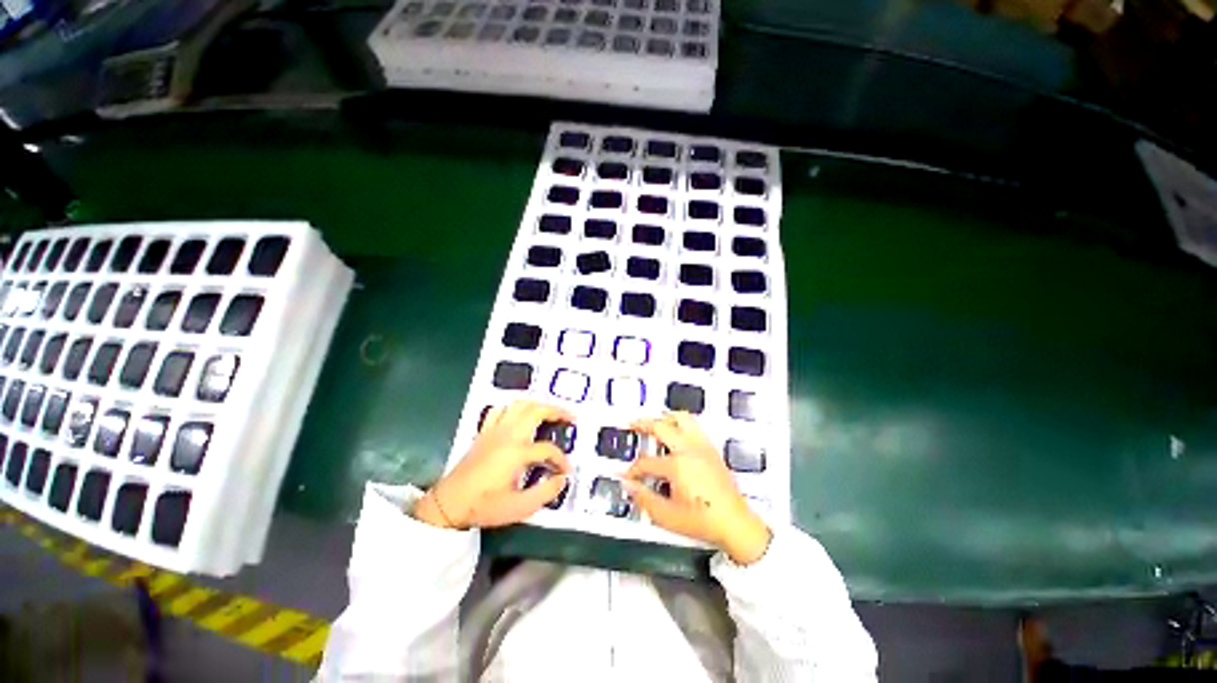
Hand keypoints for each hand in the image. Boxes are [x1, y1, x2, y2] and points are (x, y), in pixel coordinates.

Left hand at [415, 400, 572, 529]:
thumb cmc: (484, 506)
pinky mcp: (484, 431)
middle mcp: (507, 435)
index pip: (548, 449)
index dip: (561, 459)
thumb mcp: (519, 508)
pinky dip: (514, 408)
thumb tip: (561, 479)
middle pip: (536, 411)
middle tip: (570, 417)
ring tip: (549, 413)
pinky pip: (500, 410)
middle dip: (557, 411)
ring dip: (538, 405)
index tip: (565, 471)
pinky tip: (520, 416)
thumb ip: (545, 493)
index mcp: (517, 453)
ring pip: (520, 405)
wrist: (448, 504)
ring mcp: (494, 430)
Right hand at [624, 412, 771, 564]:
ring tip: (655, 421)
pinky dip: (681, 423)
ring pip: (681, 418)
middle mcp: (689, 450)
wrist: (735, 524)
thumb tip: (629, 485)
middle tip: (632, 424)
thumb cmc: (704, 520)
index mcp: (677, 466)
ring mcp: (702, 446)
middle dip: (642, 424)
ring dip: (664, 417)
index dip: (633, 469)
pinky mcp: (711, 449)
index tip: (628, 476)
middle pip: (661, 427)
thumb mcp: (668, 516)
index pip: (646, 462)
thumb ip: (644, 499)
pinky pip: (694, 425)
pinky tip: (676, 431)